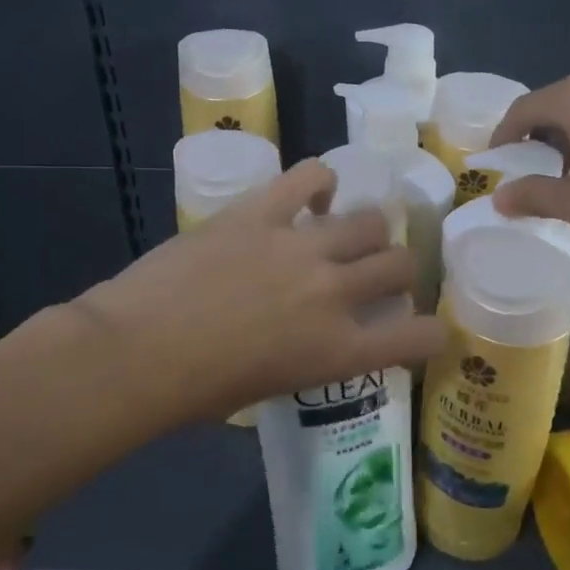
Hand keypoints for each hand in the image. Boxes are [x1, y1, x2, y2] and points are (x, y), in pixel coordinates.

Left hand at [71, 160, 446, 422]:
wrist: (136, 353)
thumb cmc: (196, 393)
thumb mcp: (273, 388)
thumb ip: (312, 358)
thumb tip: (315, 336)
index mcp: (339, 351)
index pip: (421, 337)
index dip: (432, 332)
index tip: (424, 330)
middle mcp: (335, 294)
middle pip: (401, 264)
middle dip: (398, 271)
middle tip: (376, 275)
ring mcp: (301, 246)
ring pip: (369, 220)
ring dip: (367, 230)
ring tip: (345, 236)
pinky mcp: (261, 211)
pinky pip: (310, 176)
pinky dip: (320, 182)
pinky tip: (314, 196)